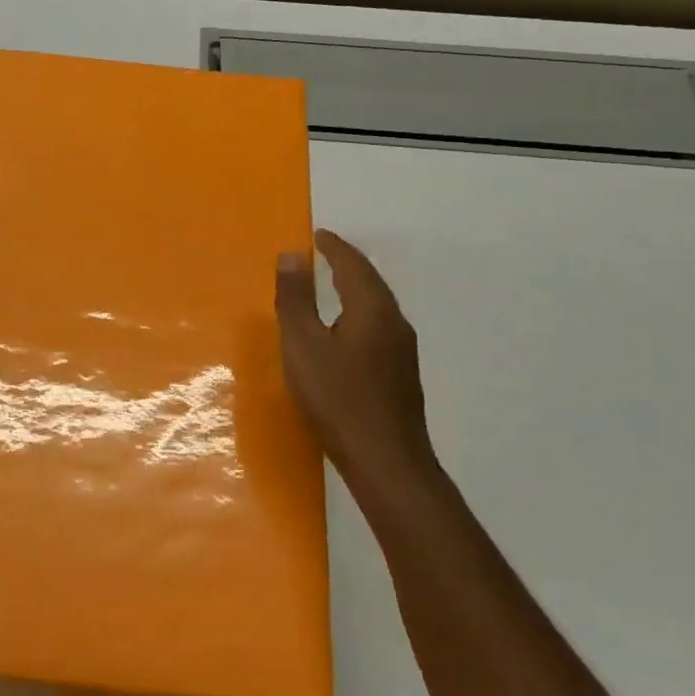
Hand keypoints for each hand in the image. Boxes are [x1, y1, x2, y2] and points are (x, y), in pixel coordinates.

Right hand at [275, 228, 438, 481]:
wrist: (386, 460)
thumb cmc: (337, 399)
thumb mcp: (303, 346)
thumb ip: (295, 300)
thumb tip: (291, 255)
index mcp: (372, 310)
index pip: (353, 265)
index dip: (334, 247)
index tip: (318, 234)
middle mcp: (394, 323)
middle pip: (371, 282)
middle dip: (348, 264)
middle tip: (325, 253)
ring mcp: (403, 351)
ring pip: (378, 306)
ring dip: (356, 289)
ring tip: (333, 285)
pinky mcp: (401, 374)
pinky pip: (379, 327)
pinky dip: (361, 313)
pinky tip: (348, 331)